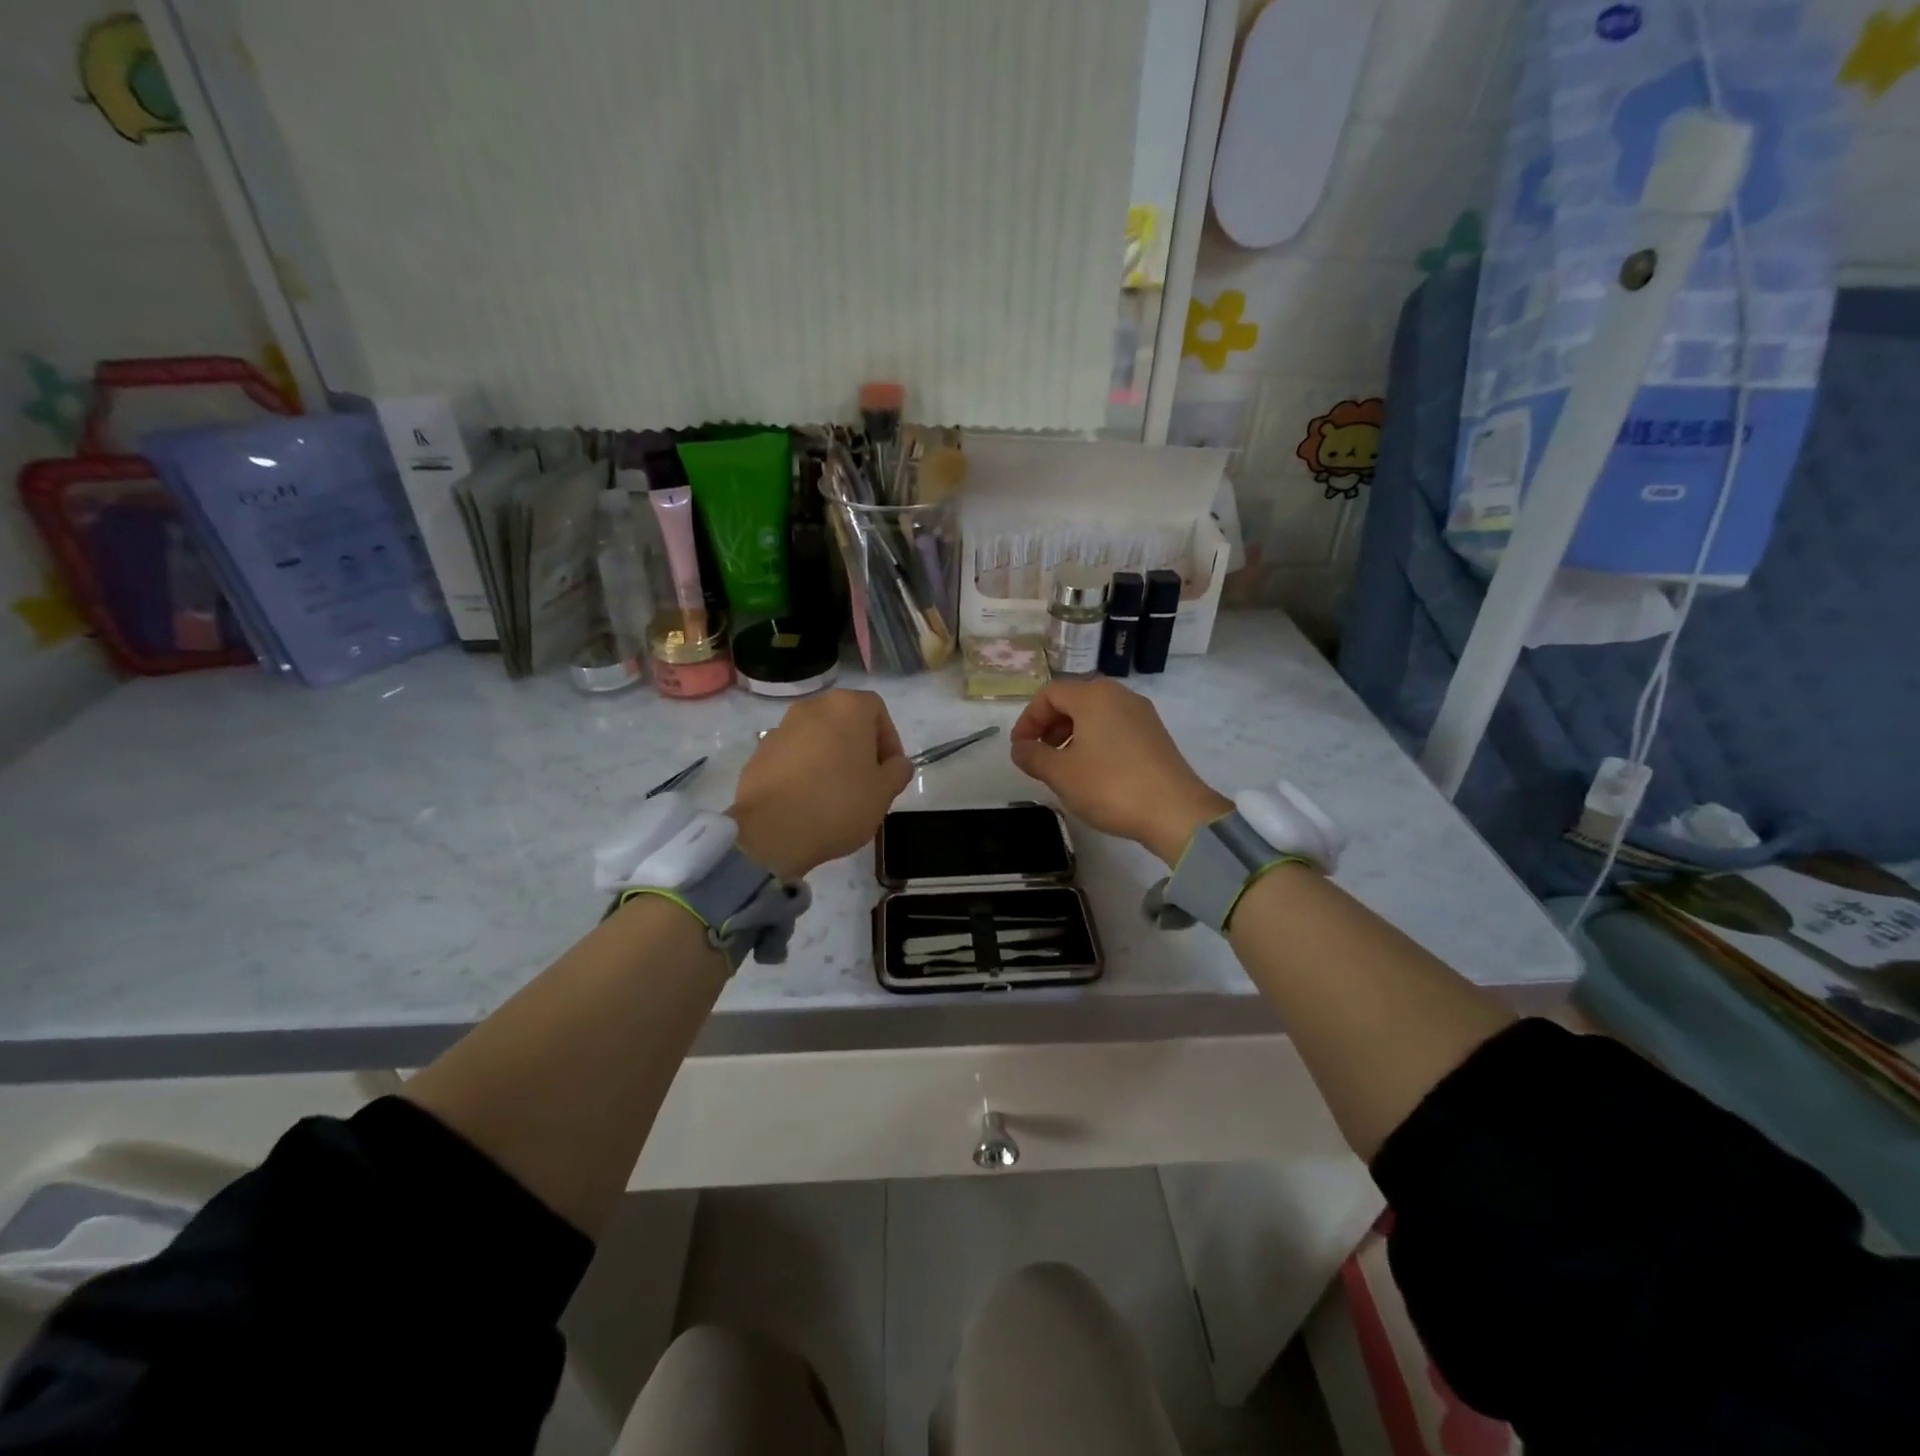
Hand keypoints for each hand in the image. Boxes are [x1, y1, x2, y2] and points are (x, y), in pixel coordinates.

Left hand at [729, 690, 913, 878]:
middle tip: (866, 783)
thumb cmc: (839, 803)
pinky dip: (804, 771)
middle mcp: (813, 707)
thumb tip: (897, 763)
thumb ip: (898, 771)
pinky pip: (792, 756)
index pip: (877, 710)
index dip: (889, 740)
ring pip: (817, 738)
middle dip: (859, 748)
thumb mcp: (884, 792)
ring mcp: (781, 728)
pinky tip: (807, 801)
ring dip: (830, 758)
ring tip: (835, 795)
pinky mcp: (759, 753)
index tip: (890, 771)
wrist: (771, 830)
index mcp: (847, 707)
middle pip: (845, 722)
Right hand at [1009, 679, 1229, 865]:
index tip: (1020, 748)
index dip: (1028, 719)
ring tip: (1063, 767)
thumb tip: (1020, 748)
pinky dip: (1095, 741)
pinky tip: (1092, 772)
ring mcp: (1142, 714)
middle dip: (1049, 726)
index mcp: (1094, 696)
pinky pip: (1115, 727)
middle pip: (1074, 700)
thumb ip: (1032, 756)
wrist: (1175, 812)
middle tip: (1038, 756)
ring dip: (1071, 735)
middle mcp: (1120, 695)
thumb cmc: (1110, 786)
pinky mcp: (1155, 735)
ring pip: (1095, 714)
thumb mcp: (1060, 773)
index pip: (1049, 694)